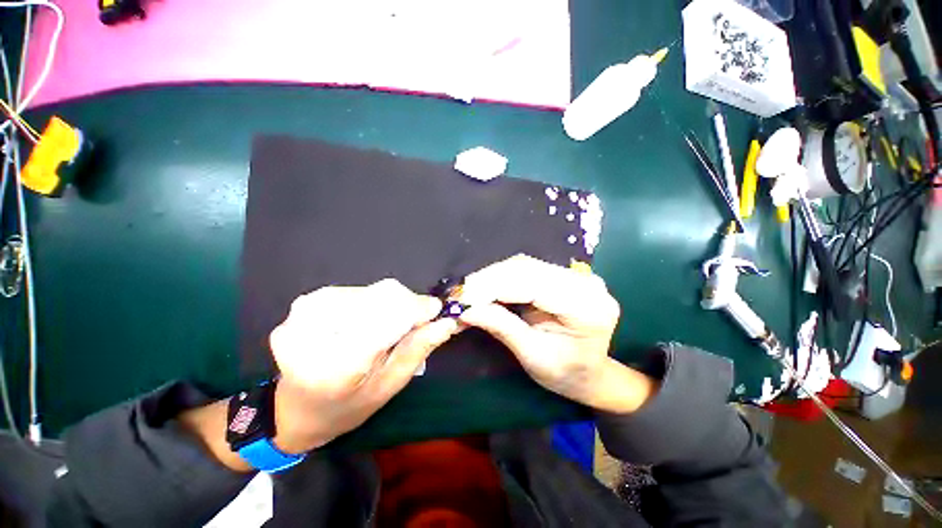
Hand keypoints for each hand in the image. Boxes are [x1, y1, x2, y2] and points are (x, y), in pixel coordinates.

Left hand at [269, 279, 457, 452]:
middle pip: (383, 296)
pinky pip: (358, 289)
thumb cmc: (346, 407)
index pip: (390, 316)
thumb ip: (417, 350)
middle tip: (415, 323)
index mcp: (337, 364)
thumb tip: (447, 322)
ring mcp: (306, 312)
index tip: (436, 310)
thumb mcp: (388, 387)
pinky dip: (374, 302)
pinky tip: (369, 320)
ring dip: (391, 304)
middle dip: (408, 305)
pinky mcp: (307, 301)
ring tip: (389, 326)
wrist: (294, 409)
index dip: (419, 308)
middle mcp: (316, 330)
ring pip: (373, 290)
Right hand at [458, 255, 654, 412]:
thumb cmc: (566, 374)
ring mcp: (575, 275)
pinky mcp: (563, 275)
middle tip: (460, 294)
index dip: (494, 287)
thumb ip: (502, 327)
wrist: (591, 372)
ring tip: (469, 291)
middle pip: (527, 269)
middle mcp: (584, 283)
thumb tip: (466, 309)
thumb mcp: (533, 356)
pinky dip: (502, 277)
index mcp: (586, 307)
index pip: (532, 285)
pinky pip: (526, 269)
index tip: (463, 297)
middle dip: (488, 280)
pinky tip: (486, 287)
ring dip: (492, 276)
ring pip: (524, 265)